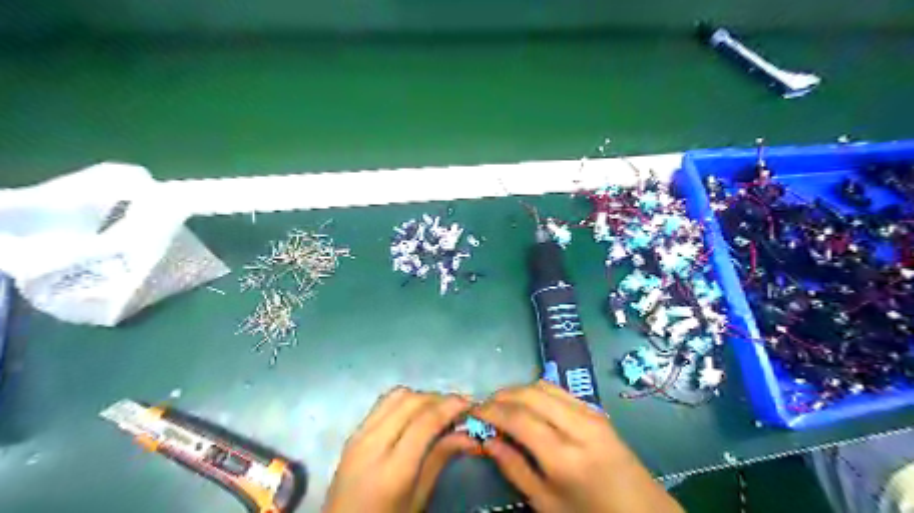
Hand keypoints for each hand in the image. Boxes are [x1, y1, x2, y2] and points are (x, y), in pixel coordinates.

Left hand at [323, 389, 479, 512]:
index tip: (470, 403)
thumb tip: (468, 435)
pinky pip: (382, 404)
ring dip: (421, 396)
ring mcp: (359, 435)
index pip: (425, 422)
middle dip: (439, 398)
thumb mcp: (417, 499)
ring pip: (395, 396)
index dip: (450, 406)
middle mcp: (372, 444)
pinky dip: (404, 401)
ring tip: (439, 409)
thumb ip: (440, 459)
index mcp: (392, 469)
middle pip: (410, 401)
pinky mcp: (353, 433)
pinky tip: (416, 413)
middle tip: (459, 406)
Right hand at [475, 380, 681, 512]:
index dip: (491, 410)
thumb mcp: (547, 504)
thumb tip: (487, 440)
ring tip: (502, 405)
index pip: (518, 418)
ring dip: (518, 390)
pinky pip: (560, 390)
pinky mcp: (597, 410)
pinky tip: (528, 405)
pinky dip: (537, 391)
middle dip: (501, 395)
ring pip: (544, 386)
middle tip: (484, 407)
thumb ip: (514, 468)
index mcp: (564, 456)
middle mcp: (578, 426)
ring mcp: (591, 414)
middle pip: (529, 394)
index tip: (472, 411)